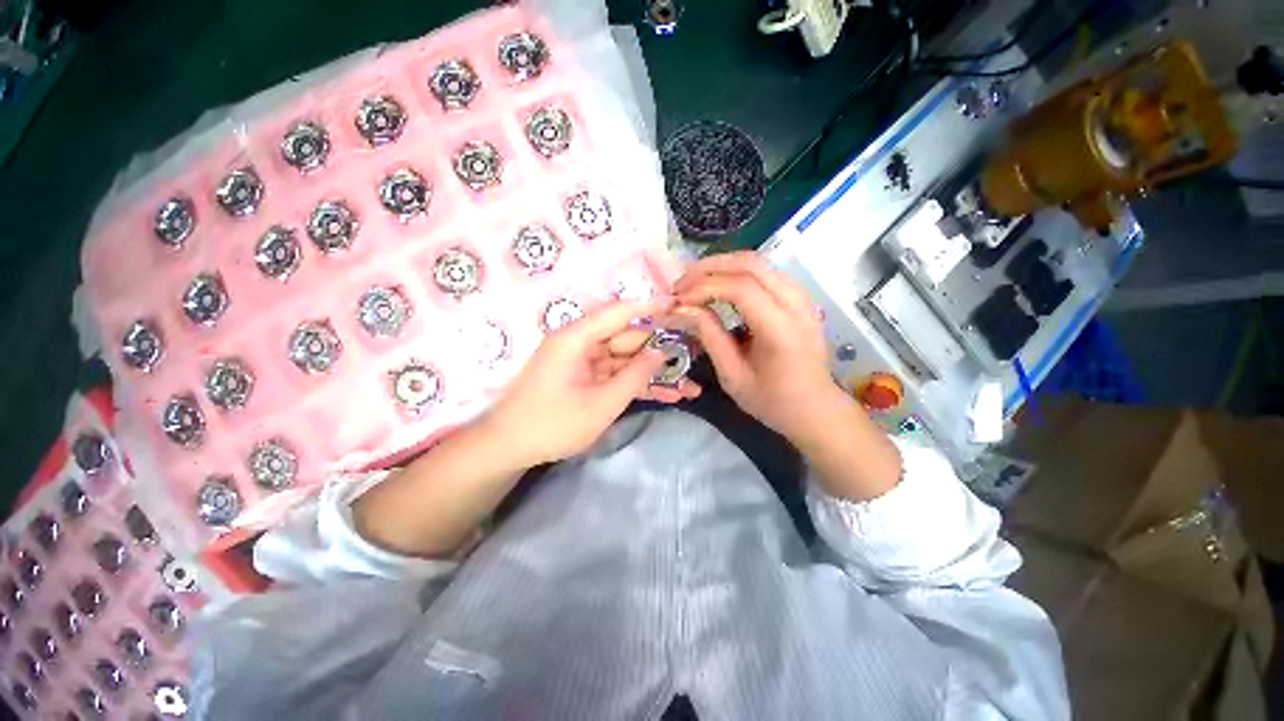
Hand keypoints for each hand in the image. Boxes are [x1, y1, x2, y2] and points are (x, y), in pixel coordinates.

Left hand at [481, 298, 699, 466]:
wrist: (508, 448)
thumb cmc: (552, 424)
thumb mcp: (601, 404)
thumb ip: (634, 376)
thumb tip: (661, 353)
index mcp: (577, 338)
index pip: (620, 312)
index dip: (651, 307)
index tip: (679, 304)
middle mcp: (580, 343)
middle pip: (627, 338)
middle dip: (661, 349)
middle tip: (695, 354)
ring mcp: (583, 362)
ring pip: (626, 360)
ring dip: (653, 373)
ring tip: (689, 385)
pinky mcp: (585, 378)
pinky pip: (616, 375)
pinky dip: (637, 384)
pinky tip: (667, 395)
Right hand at [673, 252, 845, 439]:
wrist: (815, 408)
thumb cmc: (772, 400)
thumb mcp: (732, 376)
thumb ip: (709, 337)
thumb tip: (683, 309)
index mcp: (780, 329)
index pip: (740, 288)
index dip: (704, 287)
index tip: (677, 300)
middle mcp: (796, 304)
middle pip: (750, 264)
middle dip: (709, 268)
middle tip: (681, 284)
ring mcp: (801, 297)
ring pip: (758, 262)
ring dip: (722, 266)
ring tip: (695, 283)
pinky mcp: (800, 297)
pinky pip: (765, 272)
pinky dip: (737, 272)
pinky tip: (721, 285)